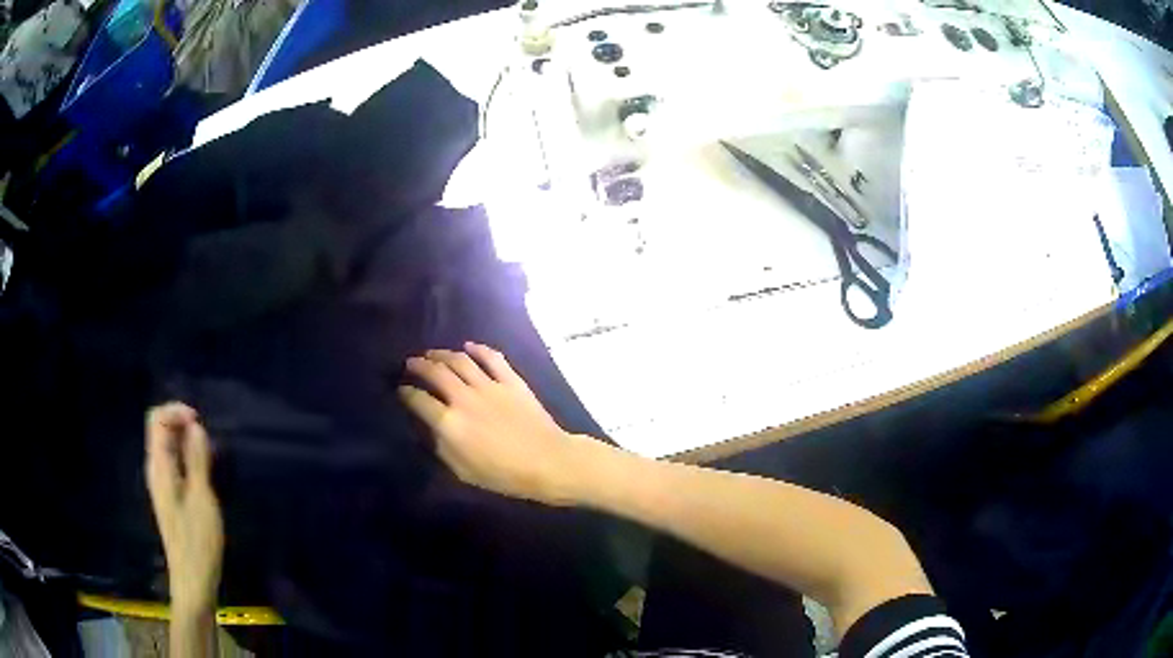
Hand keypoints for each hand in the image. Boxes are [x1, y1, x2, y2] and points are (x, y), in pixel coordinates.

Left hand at [145, 403, 223, 615]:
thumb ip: (197, 460)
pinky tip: (203, 470)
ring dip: (185, 440)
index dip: (175, 411)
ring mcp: (162, 483)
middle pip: (159, 429)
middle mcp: (156, 469)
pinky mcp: (170, 495)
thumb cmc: (197, 541)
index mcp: (159, 466)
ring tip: (209, 452)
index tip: (199, 422)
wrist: (192, 579)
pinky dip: (187, 456)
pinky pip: (174, 462)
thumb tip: (196, 426)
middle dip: (181, 423)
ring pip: (167, 446)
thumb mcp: (202, 498)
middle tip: (207, 437)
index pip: (156, 419)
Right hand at [399, 343, 594, 505]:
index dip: (405, 393)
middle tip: (411, 364)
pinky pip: (491, 357)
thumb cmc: (503, 474)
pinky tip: (468, 346)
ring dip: (441, 354)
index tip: (401, 390)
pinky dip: (478, 349)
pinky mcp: (511, 380)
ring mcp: (489, 385)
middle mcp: (464, 398)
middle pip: (434, 372)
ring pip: (459, 360)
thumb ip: (441, 446)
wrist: (547, 461)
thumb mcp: (461, 470)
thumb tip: (429, 427)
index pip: (417, 399)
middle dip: (418, 365)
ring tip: (432, 354)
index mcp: (449, 422)